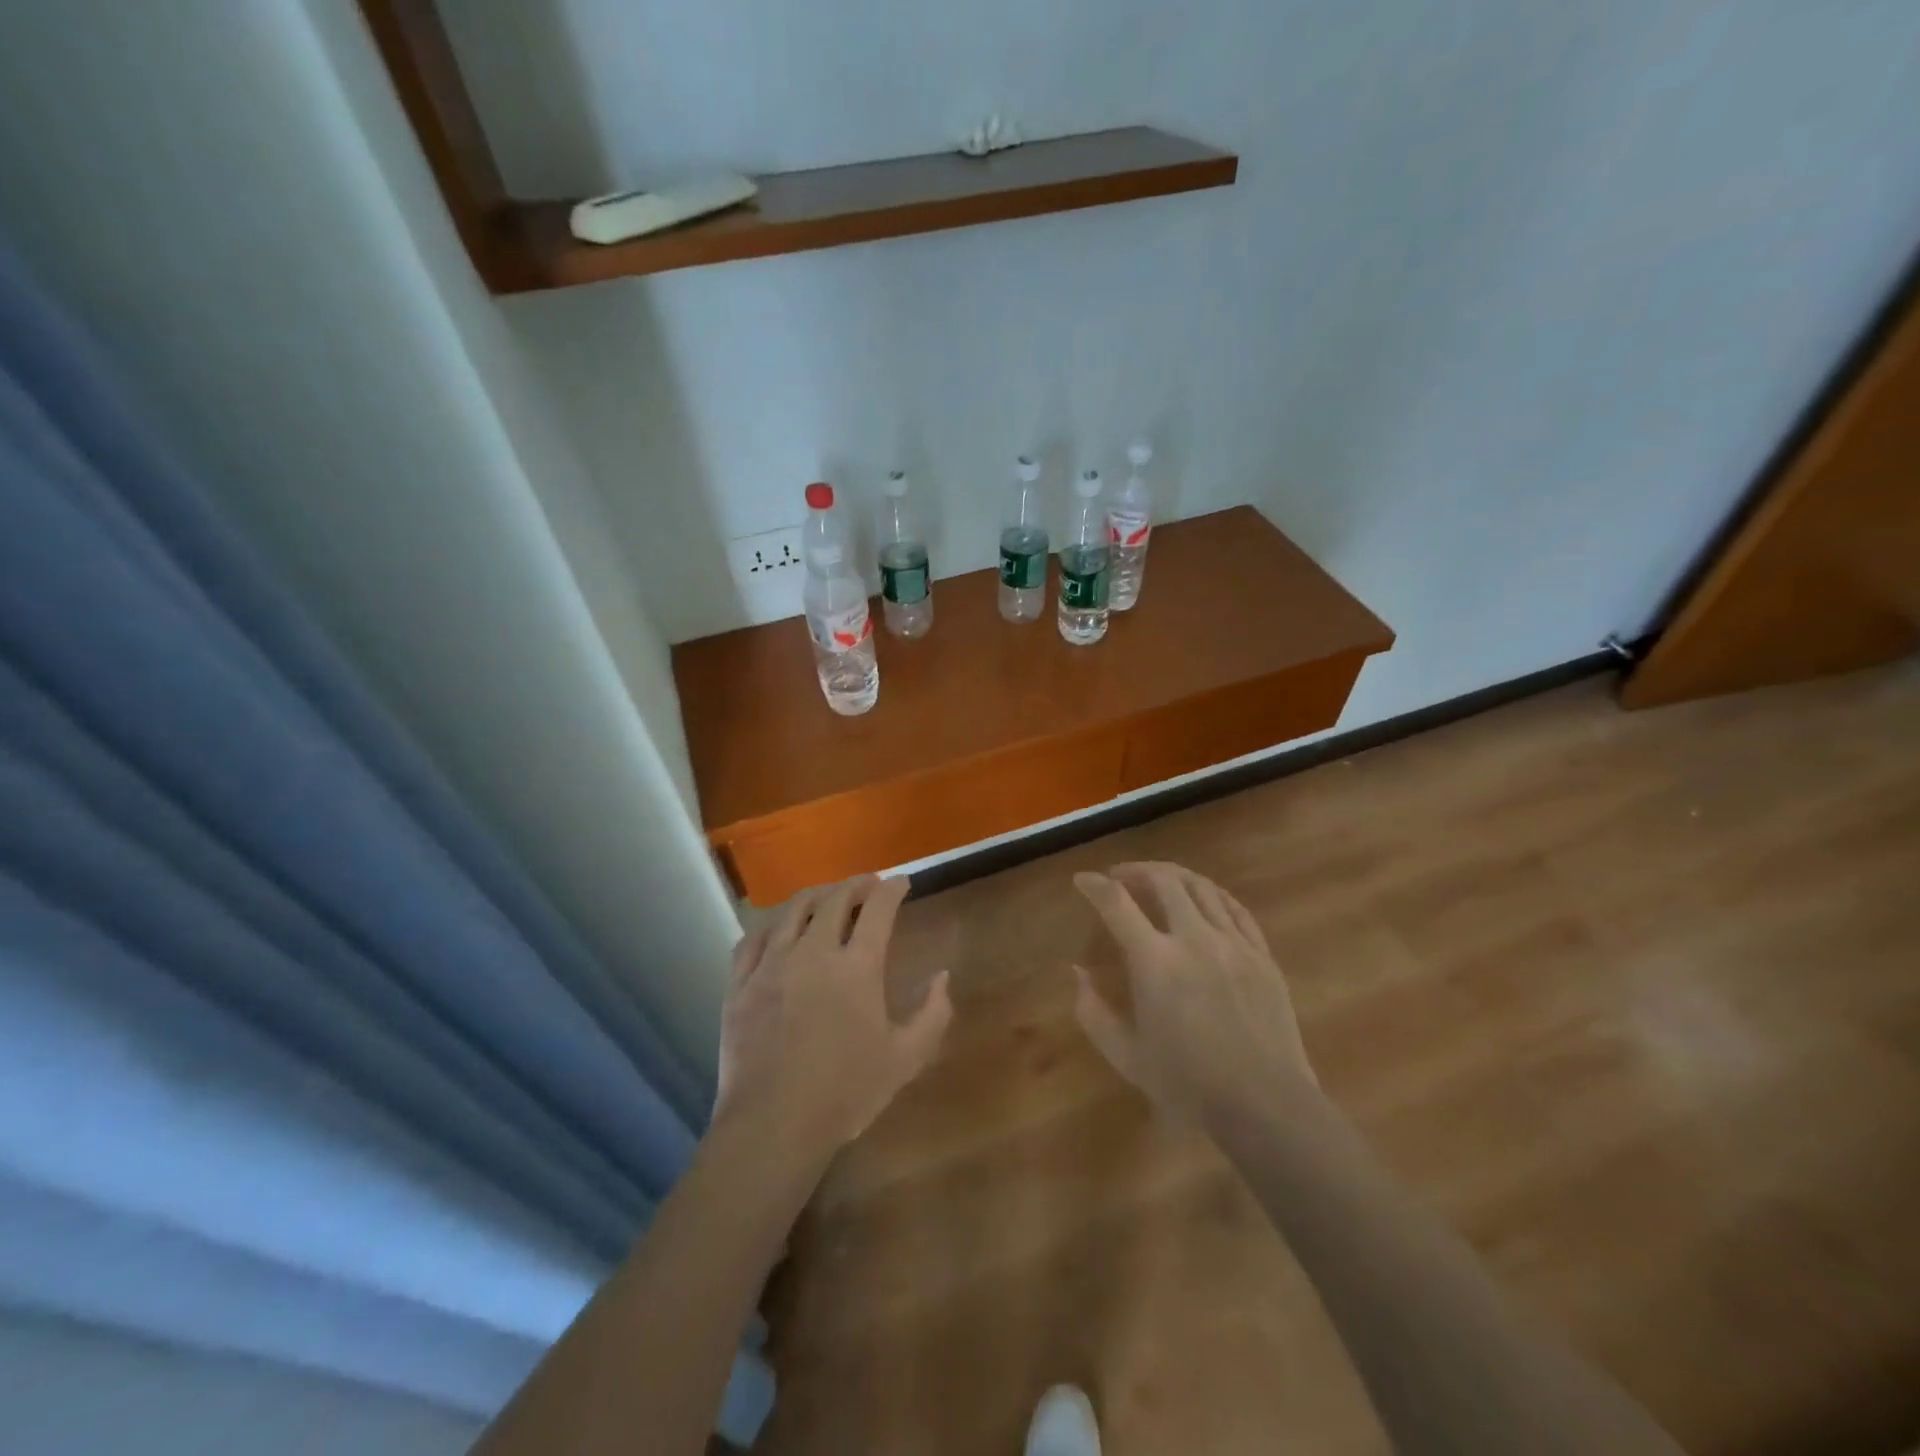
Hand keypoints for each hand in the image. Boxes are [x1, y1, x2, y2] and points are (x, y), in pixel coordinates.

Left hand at [714, 875, 951, 1160]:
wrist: (773, 1125)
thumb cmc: (846, 1092)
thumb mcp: (906, 1058)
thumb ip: (932, 1013)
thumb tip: (942, 976)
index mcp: (857, 965)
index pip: (879, 908)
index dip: (892, 889)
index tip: (901, 883)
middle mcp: (813, 951)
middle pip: (835, 899)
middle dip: (857, 885)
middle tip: (868, 885)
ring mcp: (772, 964)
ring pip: (793, 909)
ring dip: (816, 895)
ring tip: (827, 897)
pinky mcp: (740, 983)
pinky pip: (753, 937)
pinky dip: (771, 924)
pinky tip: (778, 928)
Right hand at [1073, 862, 1315, 1122]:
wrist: (1265, 1104)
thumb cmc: (1188, 1084)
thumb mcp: (1126, 1055)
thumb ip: (1092, 1011)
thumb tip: (1078, 972)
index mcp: (1155, 962)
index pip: (1116, 903)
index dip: (1094, 885)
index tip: (1082, 879)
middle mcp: (1194, 939)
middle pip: (1163, 880)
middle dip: (1136, 870)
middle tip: (1120, 877)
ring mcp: (1233, 943)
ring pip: (1201, 886)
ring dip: (1173, 875)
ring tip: (1159, 880)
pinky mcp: (1262, 954)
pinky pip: (1235, 908)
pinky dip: (1212, 894)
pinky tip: (1203, 898)